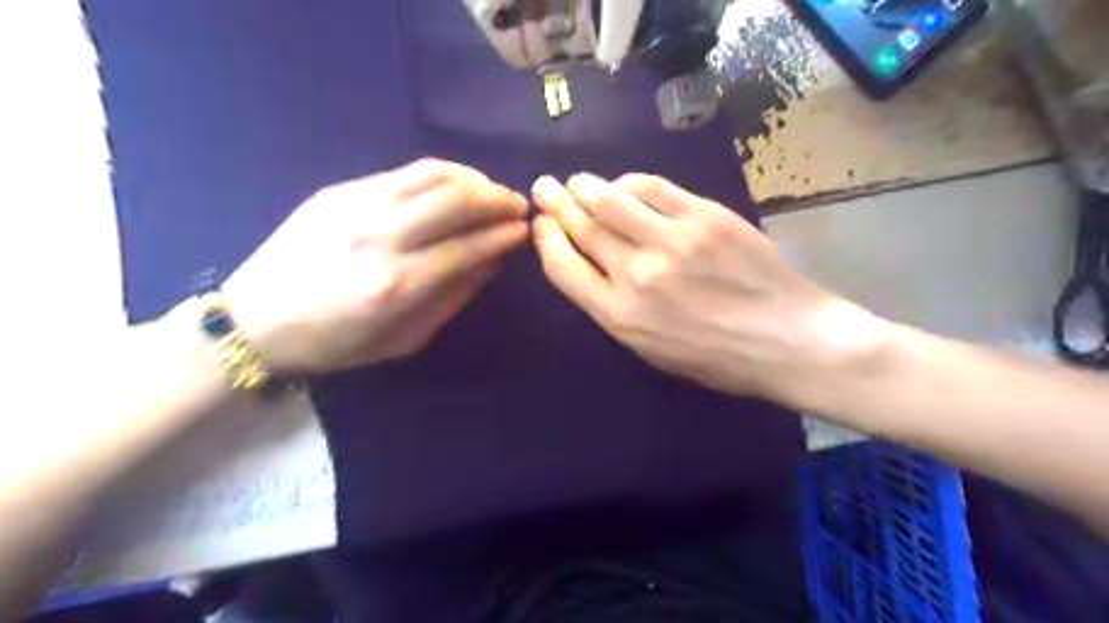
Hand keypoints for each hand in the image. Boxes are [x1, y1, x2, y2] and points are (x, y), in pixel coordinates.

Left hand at [223, 160, 528, 374]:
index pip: (469, 247)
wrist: (256, 318)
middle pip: (456, 201)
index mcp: (398, 285)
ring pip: (432, 175)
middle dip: (498, 199)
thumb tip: (491, 264)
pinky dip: (441, 174)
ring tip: (492, 190)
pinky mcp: (340, 190)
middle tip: (518, 205)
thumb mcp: (403, 340)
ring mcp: (357, 206)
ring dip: (473, 179)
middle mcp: (381, 237)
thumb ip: (452, 300)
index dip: (503, 236)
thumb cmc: (335, 342)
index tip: (525, 231)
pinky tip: (455, 183)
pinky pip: (404, 172)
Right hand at [534, 173, 889, 405]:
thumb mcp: (652, 350)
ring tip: (577, 181)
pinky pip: (653, 187)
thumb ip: (615, 309)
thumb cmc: (717, 357)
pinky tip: (624, 184)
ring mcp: (670, 241)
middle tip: (544, 187)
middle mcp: (636, 275)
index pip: (564, 268)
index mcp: (620, 316)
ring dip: (585, 186)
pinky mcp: (703, 216)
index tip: (542, 225)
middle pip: (582, 228)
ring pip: (609, 200)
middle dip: (556, 203)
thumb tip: (592, 266)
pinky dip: (629, 182)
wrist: (786, 339)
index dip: (547, 241)